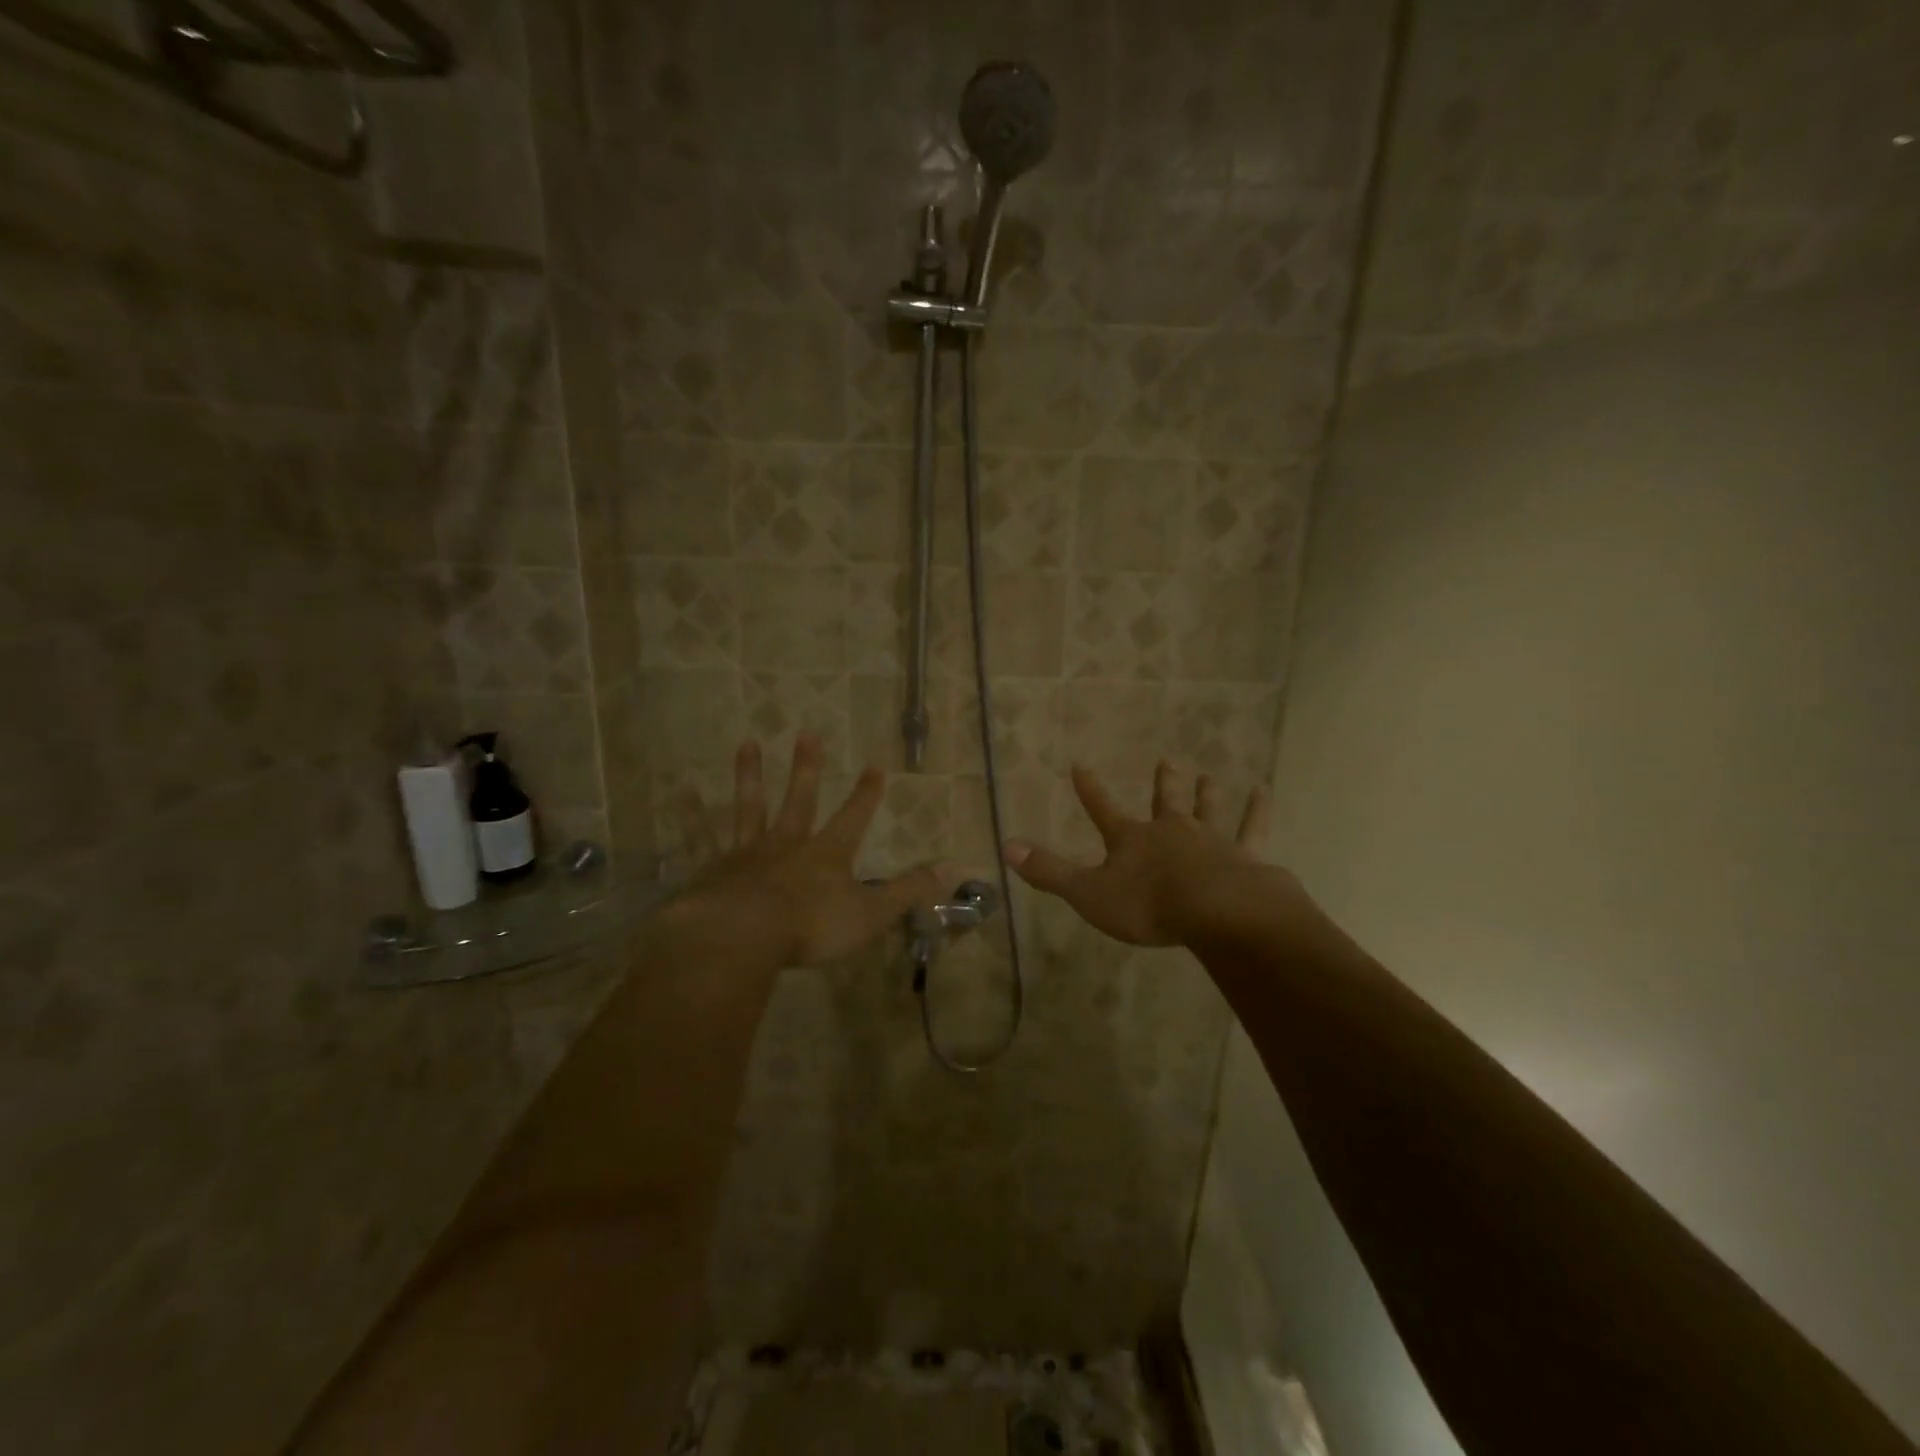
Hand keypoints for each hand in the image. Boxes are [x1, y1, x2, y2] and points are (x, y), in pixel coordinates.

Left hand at [670, 736, 946, 967]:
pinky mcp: (716, 869)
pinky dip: (692, 816)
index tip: (874, 765)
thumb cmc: (810, 927)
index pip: (853, 817)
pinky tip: (682, 794)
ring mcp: (748, 854)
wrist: (741, 937)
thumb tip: (954, 867)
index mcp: (826, 854)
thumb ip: (910, 891)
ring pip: (751, 807)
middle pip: (799, 800)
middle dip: (807, 769)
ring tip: (748, 744)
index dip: (866, 794)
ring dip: (751, 775)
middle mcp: (788, 844)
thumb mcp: (871, 913)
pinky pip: (703, 837)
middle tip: (807, 734)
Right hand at [1004, 761, 1283, 947]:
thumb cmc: (1147, 904)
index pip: (1102, 809)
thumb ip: (1049, 872)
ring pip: (1206, 809)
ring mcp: (1209, 840)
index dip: (1089, 789)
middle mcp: (1170, 831)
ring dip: (1204, 793)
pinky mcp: (1244, 854)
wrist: (1214, 911)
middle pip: (1163, 801)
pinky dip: (1257, 810)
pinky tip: (1264, 791)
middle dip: (1162, 782)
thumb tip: (1006, 848)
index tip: (1080, 765)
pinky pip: (1252, 828)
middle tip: (1166, 759)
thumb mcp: (1088, 893)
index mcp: (1131, 839)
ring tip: (1208, 774)